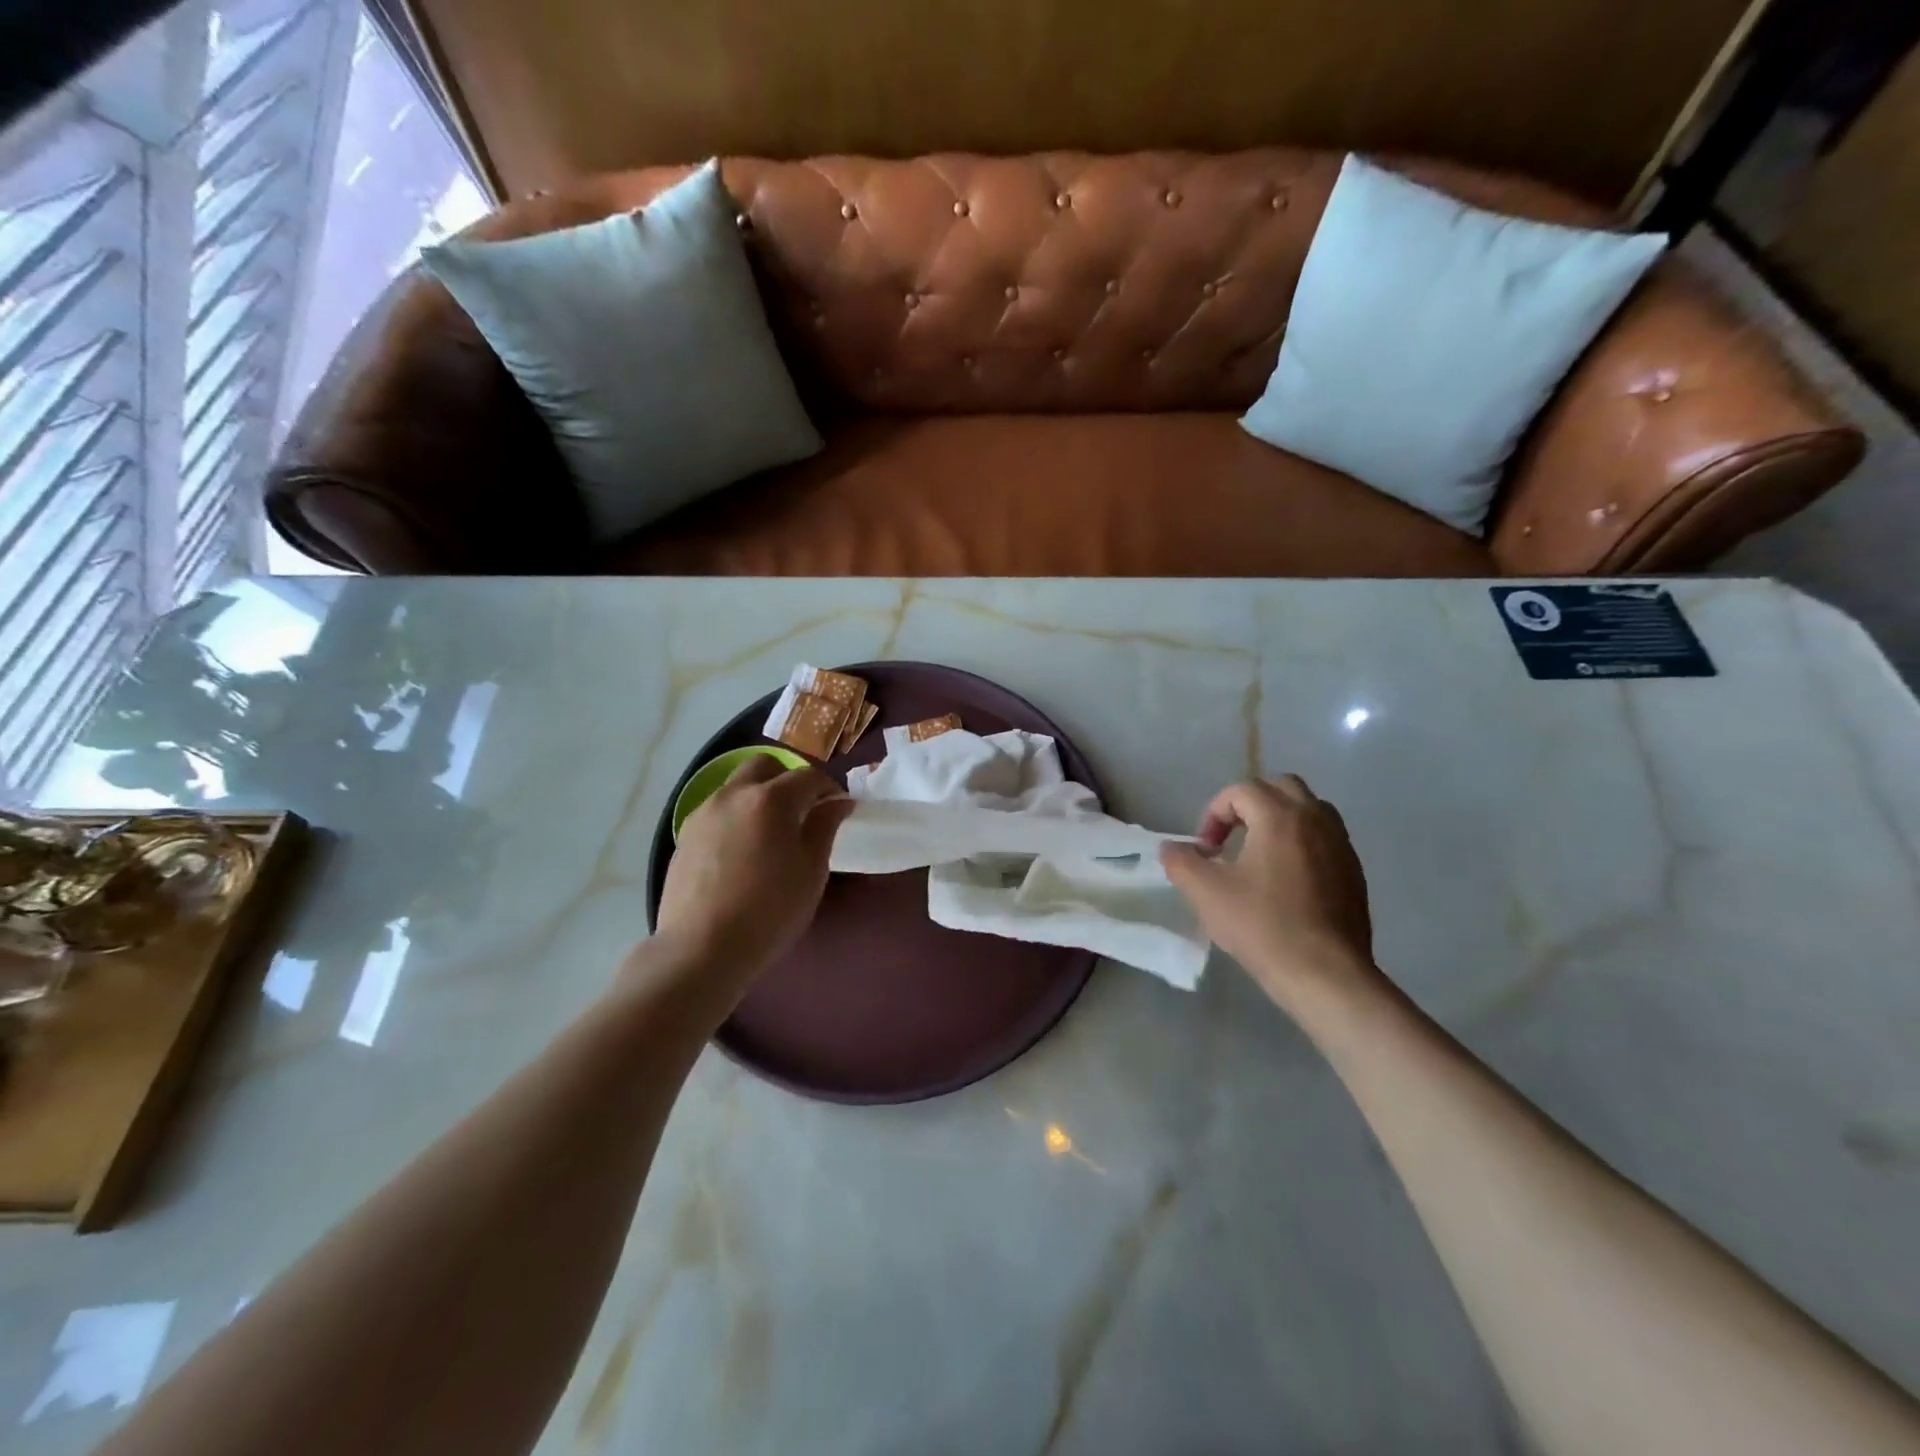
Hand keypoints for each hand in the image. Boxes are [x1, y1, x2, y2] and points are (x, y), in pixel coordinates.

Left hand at [655, 756, 854, 980]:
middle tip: (803, 810)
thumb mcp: (811, 871)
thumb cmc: (769, 911)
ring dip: (759, 796)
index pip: (809, 776)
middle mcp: (734, 794)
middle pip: (765, 765)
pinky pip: (718, 811)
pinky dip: (737, 817)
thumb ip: (825, 827)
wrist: (701, 949)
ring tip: (771, 833)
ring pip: (737, 786)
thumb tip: (838, 801)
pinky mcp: (685, 835)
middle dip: (788, 778)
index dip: (829, 787)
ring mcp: (704, 812)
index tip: (839, 807)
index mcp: (771, 799)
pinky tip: (743, 851)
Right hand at [1159, 776, 1376, 1010]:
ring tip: (1259, 855)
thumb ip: (1181, 862)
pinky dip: (1301, 844)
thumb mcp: (1206, 893)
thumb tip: (1171, 848)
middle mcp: (1315, 820)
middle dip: (1250, 804)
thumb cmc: (1262, 926)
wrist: (1325, 974)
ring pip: (1309, 810)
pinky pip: (1325, 839)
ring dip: (1279, 820)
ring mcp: (1341, 845)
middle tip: (1232, 837)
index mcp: (1279, 816)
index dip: (1215, 813)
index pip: (1242, 790)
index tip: (1205, 849)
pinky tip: (1286, 882)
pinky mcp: (1354, 872)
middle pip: (1281, 787)